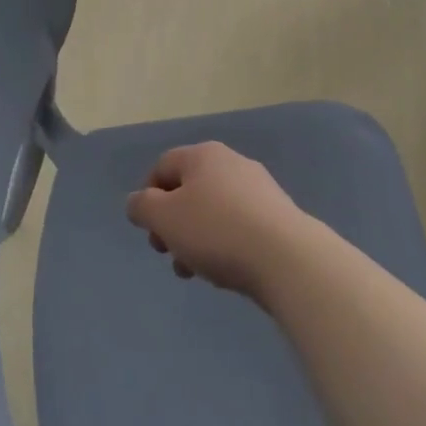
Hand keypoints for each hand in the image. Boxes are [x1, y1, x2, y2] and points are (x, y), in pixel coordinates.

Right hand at [125, 142, 311, 299]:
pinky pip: (239, 225)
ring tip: (197, 271)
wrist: (287, 259)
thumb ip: (142, 206)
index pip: (162, 166)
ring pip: (213, 210)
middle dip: (173, 223)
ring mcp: (259, 188)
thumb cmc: (216, 231)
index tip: (150, 232)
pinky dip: (225, 244)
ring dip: (197, 239)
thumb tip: (138, 201)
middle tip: (169, 254)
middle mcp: (232, 162)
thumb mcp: (164, 218)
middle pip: (189, 189)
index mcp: (203, 154)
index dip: (148, 198)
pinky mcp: (278, 215)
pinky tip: (227, 270)